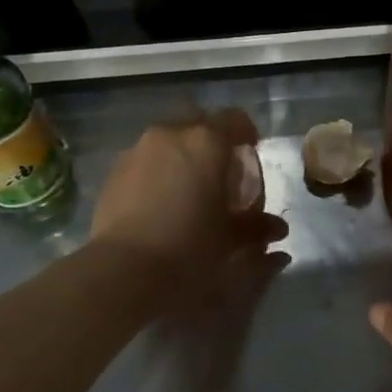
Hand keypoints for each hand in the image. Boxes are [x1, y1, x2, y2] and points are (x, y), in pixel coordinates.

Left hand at [90, 109, 285, 300]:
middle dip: (212, 143)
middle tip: (220, 174)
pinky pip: (145, 161)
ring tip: (188, 191)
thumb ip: (257, 227)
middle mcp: (170, 135)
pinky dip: (158, 173)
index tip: (250, 155)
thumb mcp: (232, 240)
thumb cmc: (189, 249)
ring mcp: (138, 150)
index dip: (247, 134)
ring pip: (168, 142)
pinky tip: (160, 204)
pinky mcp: (114, 171)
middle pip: (199, 124)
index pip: (235, 119)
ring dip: (182, 157)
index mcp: (206, 142)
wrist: (123, 272)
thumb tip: (277, 228)